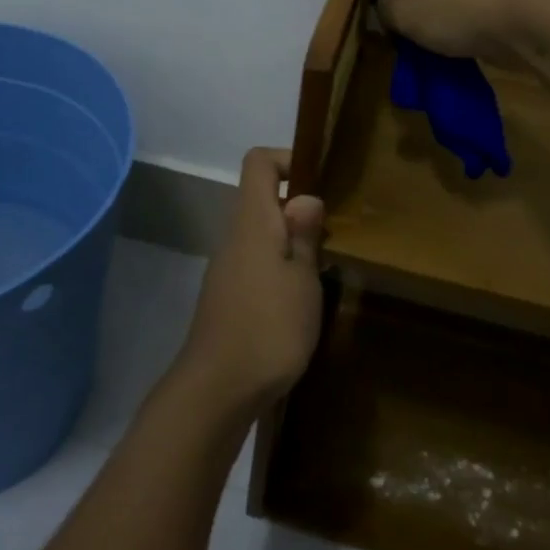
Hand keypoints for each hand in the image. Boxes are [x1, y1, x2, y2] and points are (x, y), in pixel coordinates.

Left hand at [173, 148, 325, 416]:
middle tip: (332, 235)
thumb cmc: (269, 327)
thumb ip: (304, 235)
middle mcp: (234, 236)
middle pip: (260, 199)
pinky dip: (279, 269)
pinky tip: (300, 301)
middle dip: (298, 208)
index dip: (287, 159)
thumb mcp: (302, 280)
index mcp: (253, 222)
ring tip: (322, 270)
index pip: (258, 163)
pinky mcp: (227, 297)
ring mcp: (226, 268)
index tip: (319, 181)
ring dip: (290, 242)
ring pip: (260, 234)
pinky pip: (255, 264)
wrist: (217, 389)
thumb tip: (305, 197)